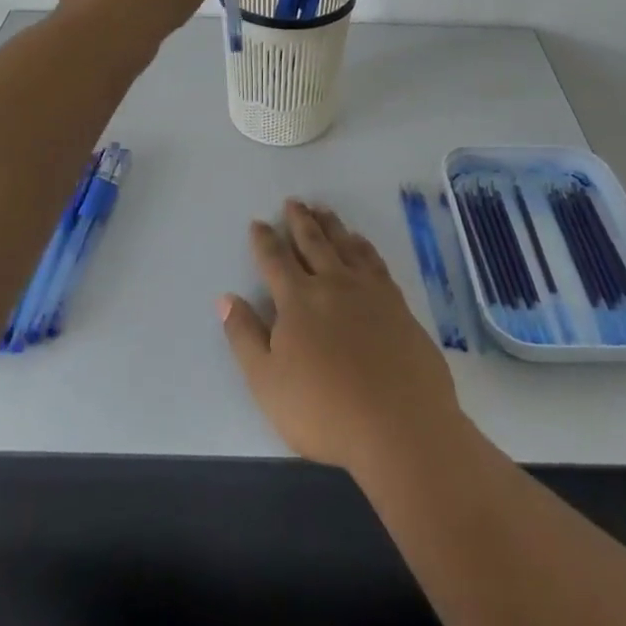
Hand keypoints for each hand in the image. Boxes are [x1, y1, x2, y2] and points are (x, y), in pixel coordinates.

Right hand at [220, 201, 462, 473]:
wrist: (400, 424)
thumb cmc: (324, 411)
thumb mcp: (267, 382)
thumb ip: (245, 336)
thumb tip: (225, 298)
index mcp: (298, 300)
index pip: (275, 261)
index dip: (264, 241)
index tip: (258, 222)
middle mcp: (333, 284)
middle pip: (313, 243)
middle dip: (300, 221)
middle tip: (294, 201)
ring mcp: (369, 290)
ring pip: (346, 245)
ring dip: (331, 225)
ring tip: (323, 210)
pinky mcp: (398, 303)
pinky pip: (375, 261)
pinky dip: (363, 245)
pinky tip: (361, 243)